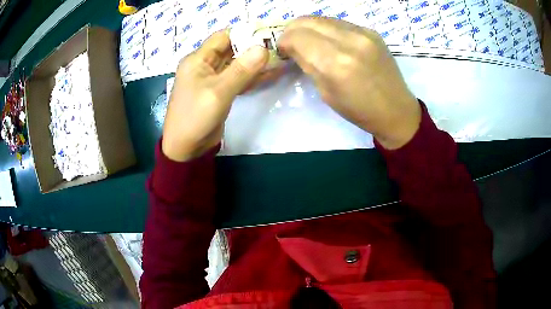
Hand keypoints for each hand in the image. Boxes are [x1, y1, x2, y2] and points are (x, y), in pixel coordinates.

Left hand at [162, 31, 268, 161]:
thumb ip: (241, 70)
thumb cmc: (195, 117)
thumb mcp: (218, 92)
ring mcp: (213, 79)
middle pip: (231, 50)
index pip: (223, 37)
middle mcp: (204, 65)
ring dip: (255, 63)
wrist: (186, 149)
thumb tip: (263, 48)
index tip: (268, 34)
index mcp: (197, 59)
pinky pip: (237, 79)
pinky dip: (252, 77)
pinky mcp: (220, 92)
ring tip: (280, 59)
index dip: (244, 33)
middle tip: (279, 47)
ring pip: (236, 64)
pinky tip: (271, 74)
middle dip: (253, 48)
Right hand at [278, 17, 420, 149]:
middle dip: (292, 31)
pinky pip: (338, 22)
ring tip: (310, 42)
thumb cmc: (359, 110)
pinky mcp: (371, 31)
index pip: (296, 36)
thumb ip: (308, 65)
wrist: (396, 110)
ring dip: (309, 28)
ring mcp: (363, 32)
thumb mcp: (325, 93)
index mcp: (336, 63)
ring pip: (322, 18)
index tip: (283, 51)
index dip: (283, 42)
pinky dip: (327, 29)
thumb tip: (293, 48)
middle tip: (292, 44)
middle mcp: (349, 40)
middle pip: (306, 21)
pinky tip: (330, 42)